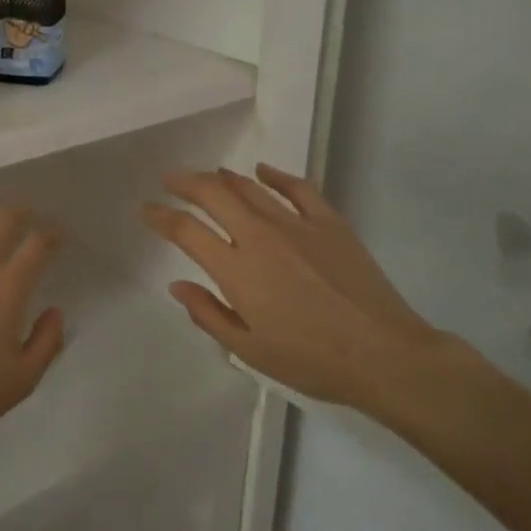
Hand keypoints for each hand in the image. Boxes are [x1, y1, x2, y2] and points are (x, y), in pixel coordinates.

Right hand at [139, 163, 446, 414]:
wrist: (384, 355)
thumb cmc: (312, 360)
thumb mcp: (250, 350)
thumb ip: (209, 314)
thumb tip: (177, 285)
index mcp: (236, 270)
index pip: (186, 231)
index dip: (160, 217)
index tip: (146, 209)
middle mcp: (260, 237)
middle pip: (214, 195)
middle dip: (186, 183)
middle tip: (170, 179)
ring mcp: (297, 225)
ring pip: (250, 188)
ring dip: (223, 177)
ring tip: (209, 175)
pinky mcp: (329, 223)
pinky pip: (298, 189)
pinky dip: (276, 175)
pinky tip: (263, 170)